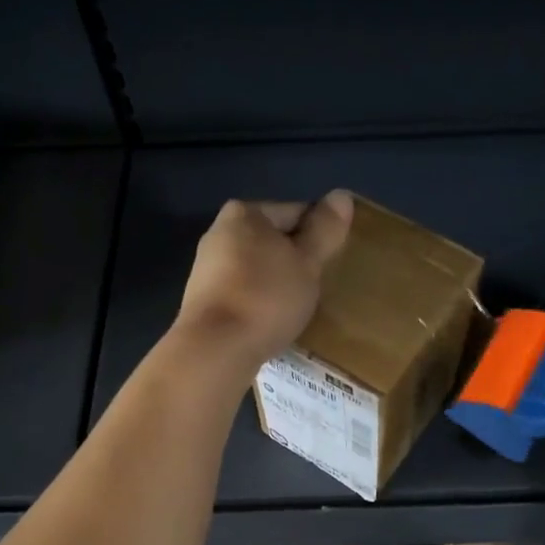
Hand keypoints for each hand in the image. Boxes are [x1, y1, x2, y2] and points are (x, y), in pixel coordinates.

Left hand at [175, 192, 353, 371]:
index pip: (296, 212)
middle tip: (320, 285)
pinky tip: (272, 319)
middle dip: (296, 258)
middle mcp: (219, 232)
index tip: (334, 261)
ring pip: (257, 267)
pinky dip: (259, 300)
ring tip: (299, 305)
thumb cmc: (266, 297)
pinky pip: (243, 291)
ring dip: (278, 281)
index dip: (320, 235)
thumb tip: (341, 195)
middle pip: (273, 239)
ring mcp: (207, 267)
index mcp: (244, 213)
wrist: (215, 349)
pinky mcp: (203, 299)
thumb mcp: (306, 263)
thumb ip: (324, 230)